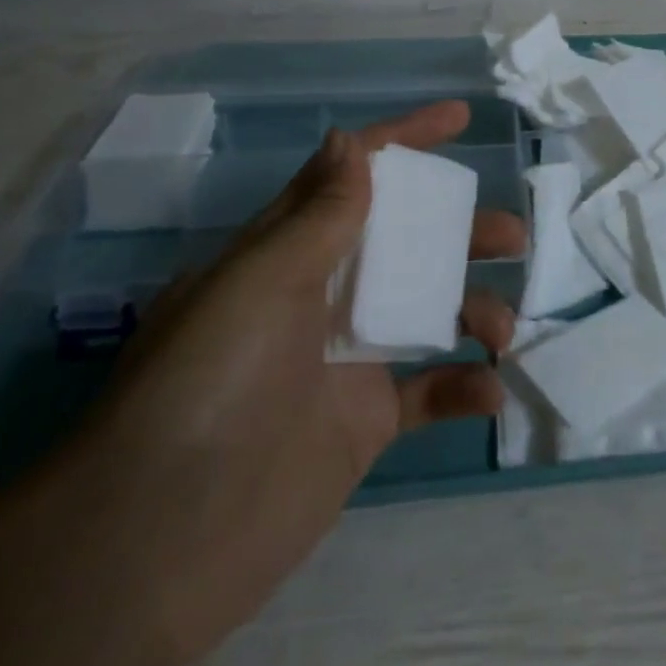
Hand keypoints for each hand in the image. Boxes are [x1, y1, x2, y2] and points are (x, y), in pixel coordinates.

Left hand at [64, 101, 523, 665]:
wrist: (154, 546)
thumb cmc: (205, 385)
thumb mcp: (259, 282)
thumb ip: (319, 216)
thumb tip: (350, 142)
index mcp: (289, 252)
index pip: (352, 177)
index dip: (404, 141)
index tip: (459, 118)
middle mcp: (321, 296)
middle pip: (407, 242)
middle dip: (461, 231)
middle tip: (512, 237)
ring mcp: (346, 360)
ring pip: (428, 311)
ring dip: (474, 308)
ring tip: (501, 328)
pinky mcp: (364, 423)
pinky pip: (428, 392)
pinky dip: (464, 387)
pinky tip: (490, 390)